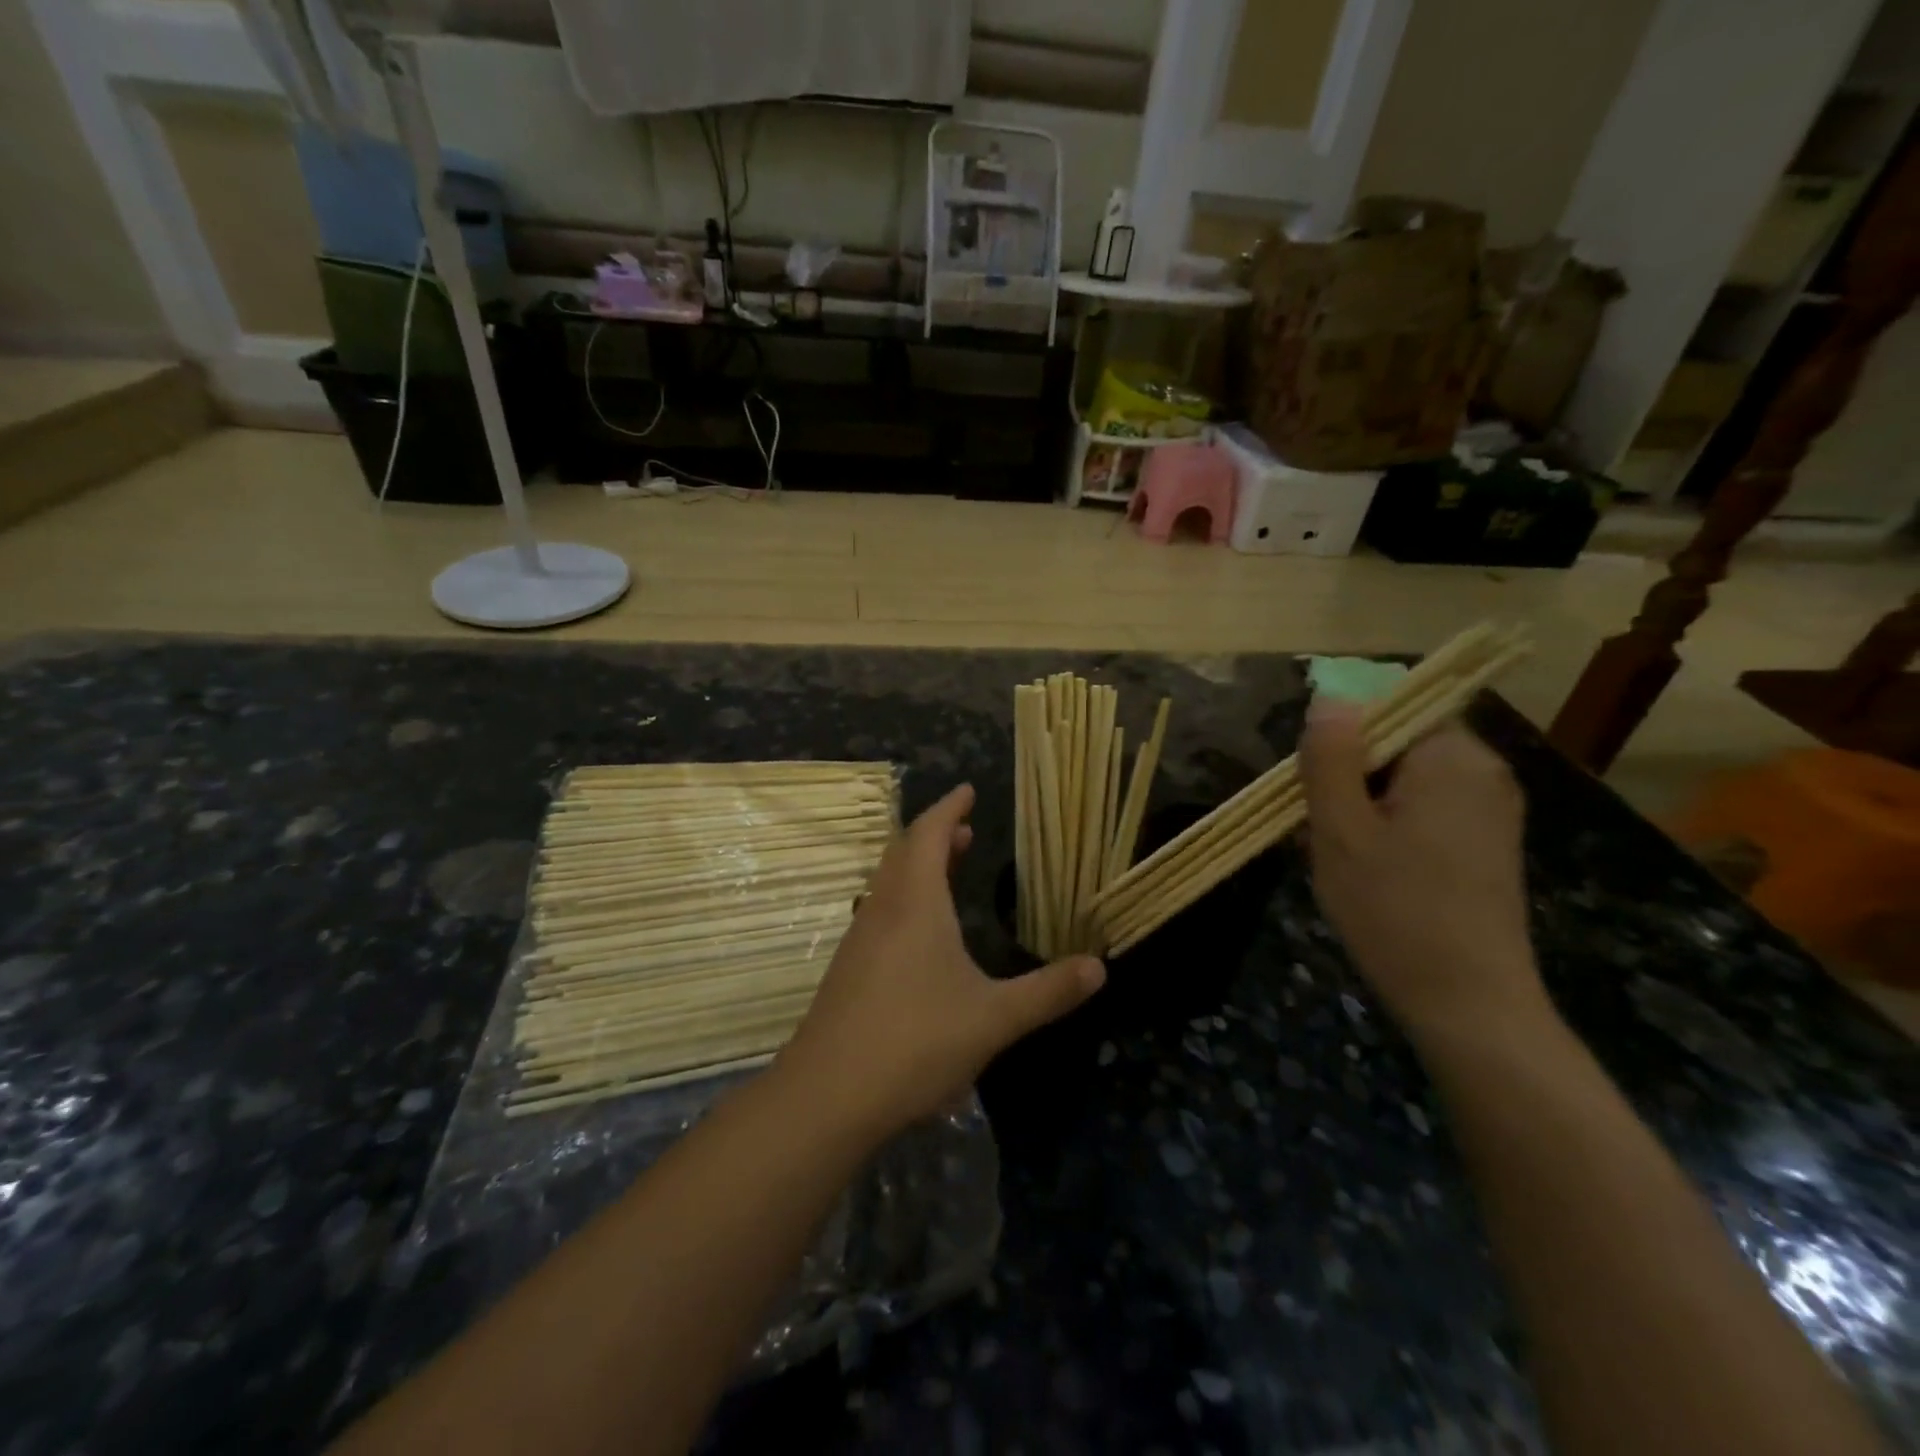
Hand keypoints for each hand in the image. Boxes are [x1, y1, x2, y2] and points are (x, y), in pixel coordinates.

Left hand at [777, 784, 1104, 1140]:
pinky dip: (904, 898)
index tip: (967, 790)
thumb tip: (1099, 967)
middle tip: (965, 830)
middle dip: (935, 834)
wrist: (827, 1095)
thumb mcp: (994, 1018)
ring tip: (946, 870)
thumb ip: (1048, 992)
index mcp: (915, 904)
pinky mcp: (848, 969)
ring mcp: (859, 939)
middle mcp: (882, 909)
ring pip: (888, 883)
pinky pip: (879, 911)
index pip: (928, 834)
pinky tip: (919, 934)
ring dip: (917, 866)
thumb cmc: (915, 1042)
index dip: (948, 808)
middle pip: (903, 852)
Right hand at [1299, 700, 1551, 1045]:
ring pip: (1404, 780)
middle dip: (1347, 775)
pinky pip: (1424, 809)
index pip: (1390, 709)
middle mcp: (1483, 773)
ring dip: (1361, 804)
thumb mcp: (1340, 830)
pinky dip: (1387, 826)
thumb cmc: (1395, 911)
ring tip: (1334, 854)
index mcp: (1453, 758)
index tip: (1314, 786)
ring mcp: (1490, 810)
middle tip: (1316, 826)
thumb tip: (1330, 698)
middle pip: (1396, 744)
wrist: (1468, 1005)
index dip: (1341, 738)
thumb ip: (1331, 758)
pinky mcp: (1486, 844)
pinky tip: (1365, 869)